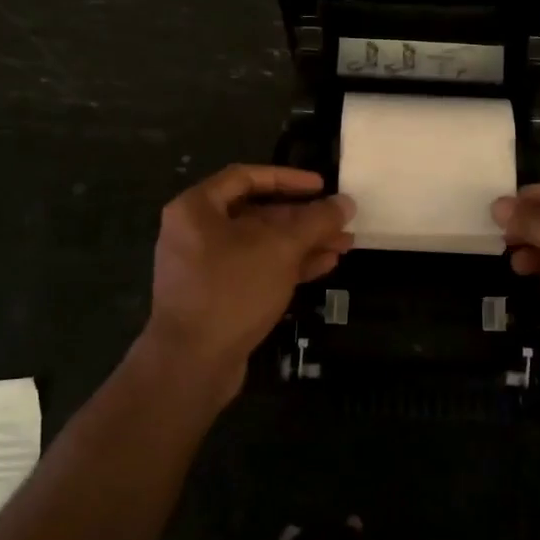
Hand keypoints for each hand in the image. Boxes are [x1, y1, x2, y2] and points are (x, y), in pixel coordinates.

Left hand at [140, 164, 354, 405]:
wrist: (192, 362)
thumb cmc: (232, 290)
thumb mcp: (280, 249)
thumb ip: (315, 221)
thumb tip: (346, 202)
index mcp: (197, 208)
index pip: (246, 177)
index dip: (288, 179)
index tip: (322, 186)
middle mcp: (196, 232)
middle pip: (257, 214)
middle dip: (303, 218)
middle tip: (341, 221)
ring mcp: (205, 266)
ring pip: (261, 245)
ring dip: (303, 243)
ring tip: (344, 245)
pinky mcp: (217, 296)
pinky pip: (256, 269)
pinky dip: (288, 265)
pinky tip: (325, 266)